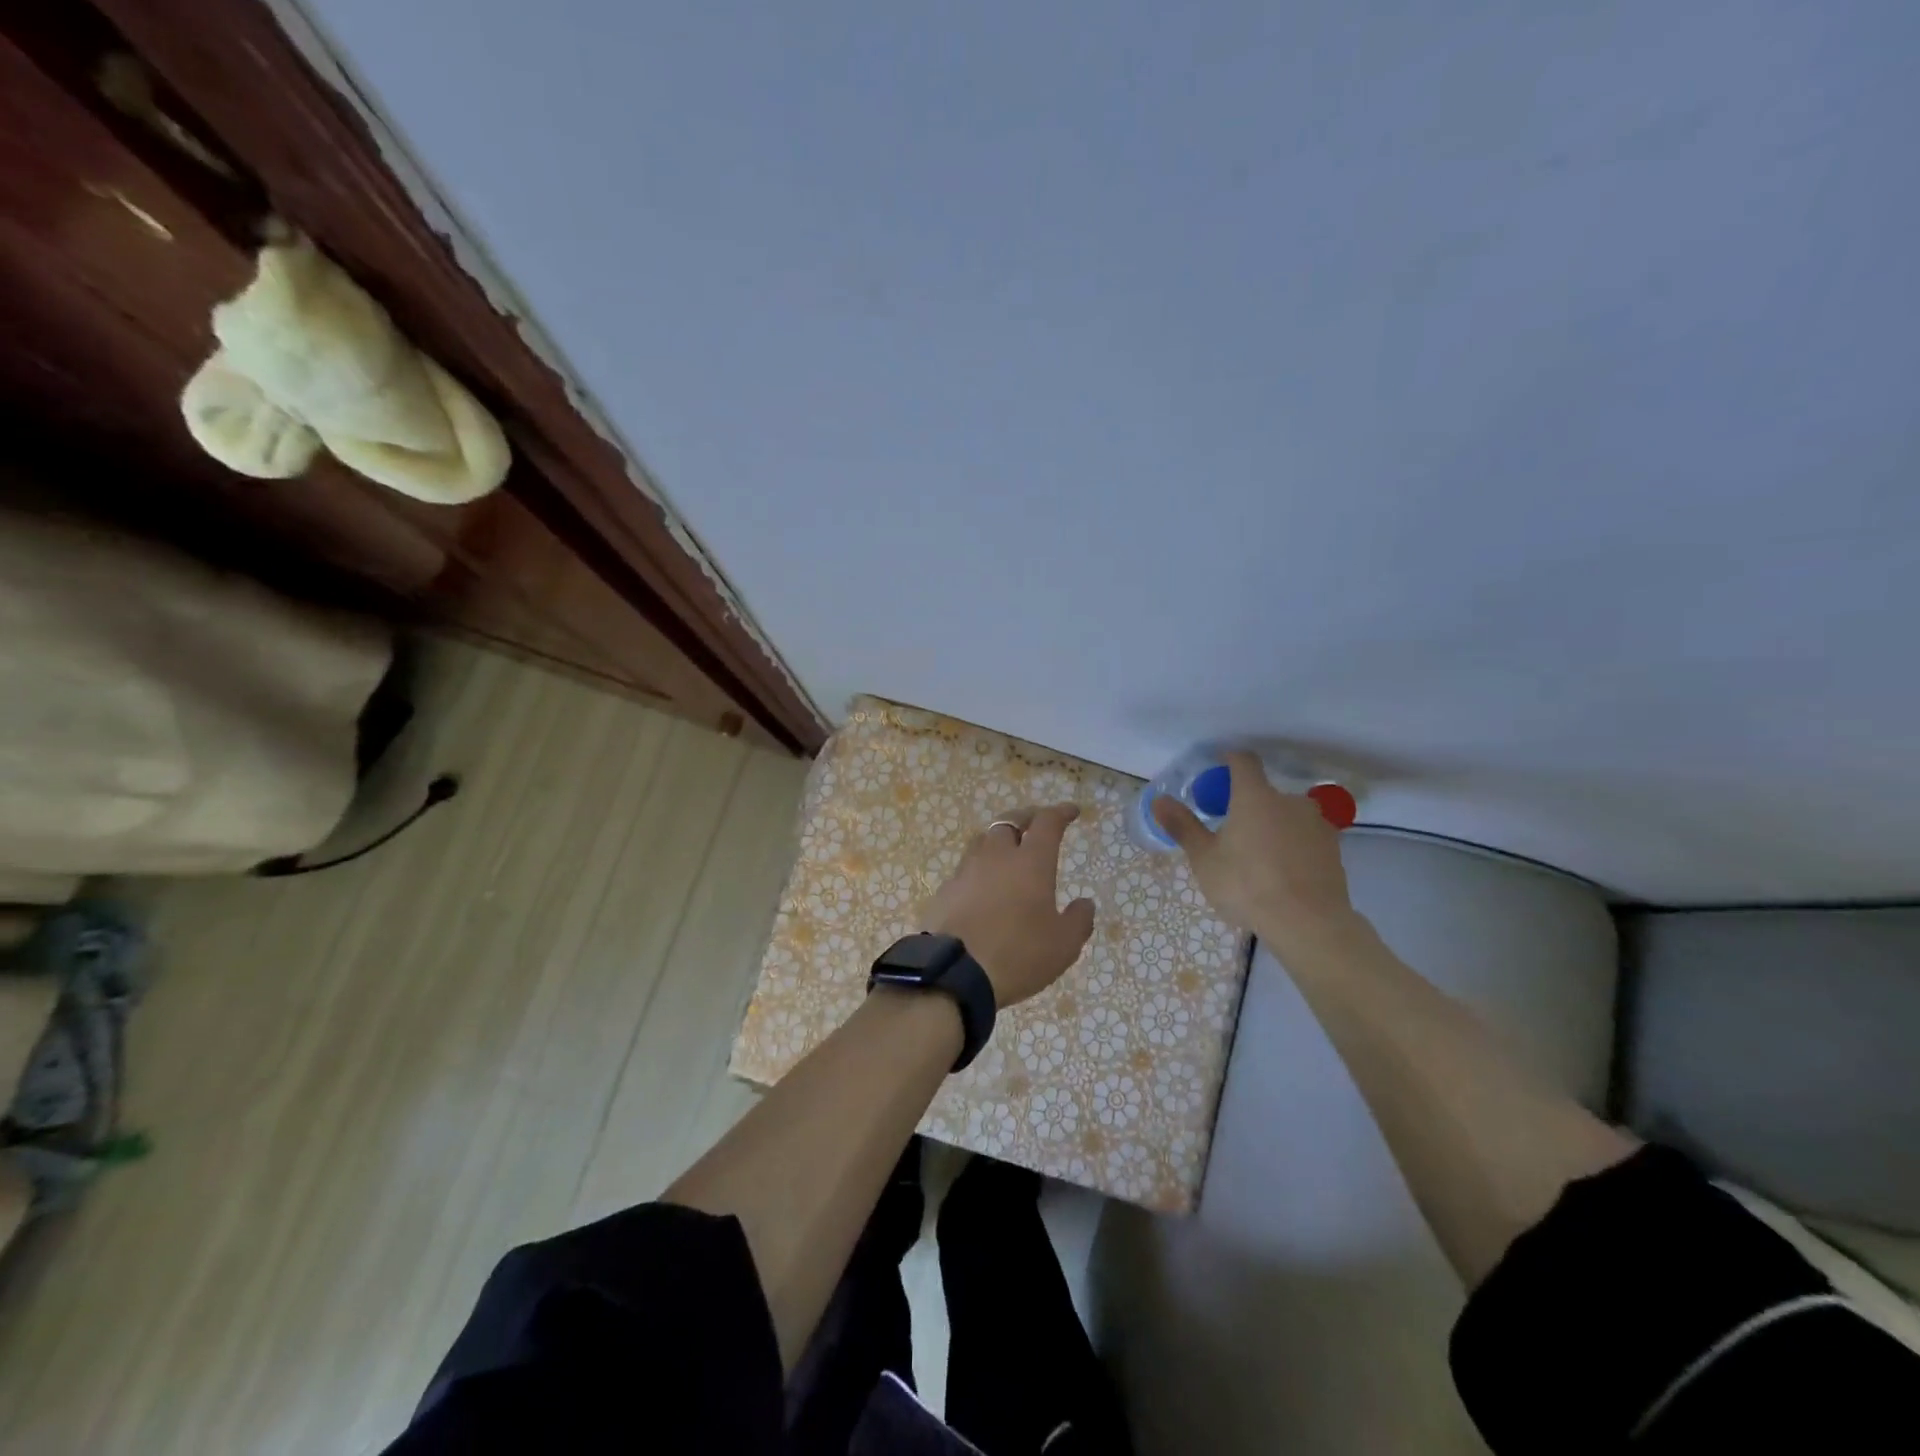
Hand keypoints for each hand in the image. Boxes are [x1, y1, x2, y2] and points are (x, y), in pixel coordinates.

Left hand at [919, 804, 1096, 1006]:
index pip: (1047, 823)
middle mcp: (997, 856)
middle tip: (1037, 824)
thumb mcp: (1063, 945)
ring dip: (999, 839)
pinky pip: (966, 869)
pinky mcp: (945, 890)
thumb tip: (1085, 903)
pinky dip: (980, 869)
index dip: (1061, 812)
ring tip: (1009, 851)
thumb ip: (1079, 920)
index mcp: (1031, 862)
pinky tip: (983, 886)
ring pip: (983, 841)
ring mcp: (966, 870)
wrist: (954, 972)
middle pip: (1010, 821)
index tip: (1071, 811)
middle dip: (1027, 817)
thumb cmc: (1018, 954)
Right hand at [1151, 752, 1358, 953]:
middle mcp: (1289, 800)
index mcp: (1254, 796)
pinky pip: (1305, 838)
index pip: (1243, 761)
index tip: (1218, 770)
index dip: (1230, 760)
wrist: (1308, 923)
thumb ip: (1183, 826)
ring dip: (1273, 827)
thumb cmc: (1247, 885)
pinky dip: (1293, 847)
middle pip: (1265, 793)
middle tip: (1232, 834)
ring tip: (1259, 859)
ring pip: (1287, 816)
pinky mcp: (1333, 849)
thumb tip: (1159, 800)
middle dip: (1249, 806)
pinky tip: (1283, 874)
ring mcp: (1316, 824)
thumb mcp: (1204, 858)